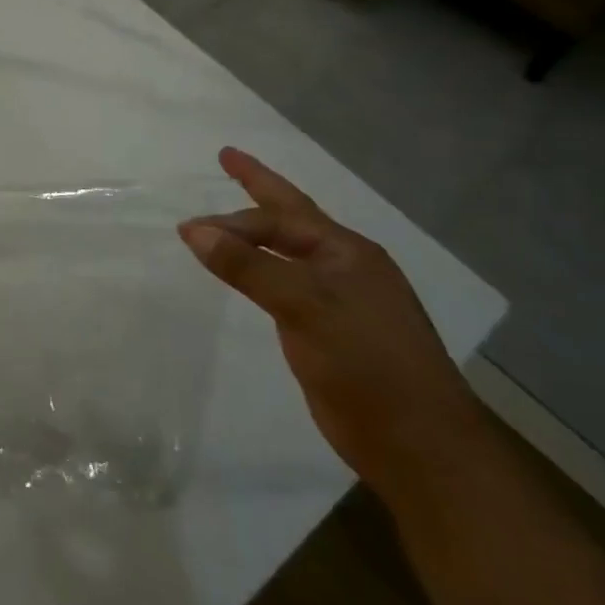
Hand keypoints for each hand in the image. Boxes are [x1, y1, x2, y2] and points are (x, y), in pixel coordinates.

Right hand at [178, 149, 485, 499]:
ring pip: (290, 252)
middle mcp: (345, 267)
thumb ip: (247, 266)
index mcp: (348, 252)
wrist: (419, 444)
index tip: (185, 229)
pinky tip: (252, 274)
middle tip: (228, 160)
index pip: (279, 218)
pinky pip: (288, 285)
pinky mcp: (332, 332)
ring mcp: (342, 300)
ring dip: (258, 233)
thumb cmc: (366, 363)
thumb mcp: (304, 306)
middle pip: (292, 218)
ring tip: (231, 218)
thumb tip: (193, 230)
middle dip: (258, 190)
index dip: (231, 219)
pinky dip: (263, 270)